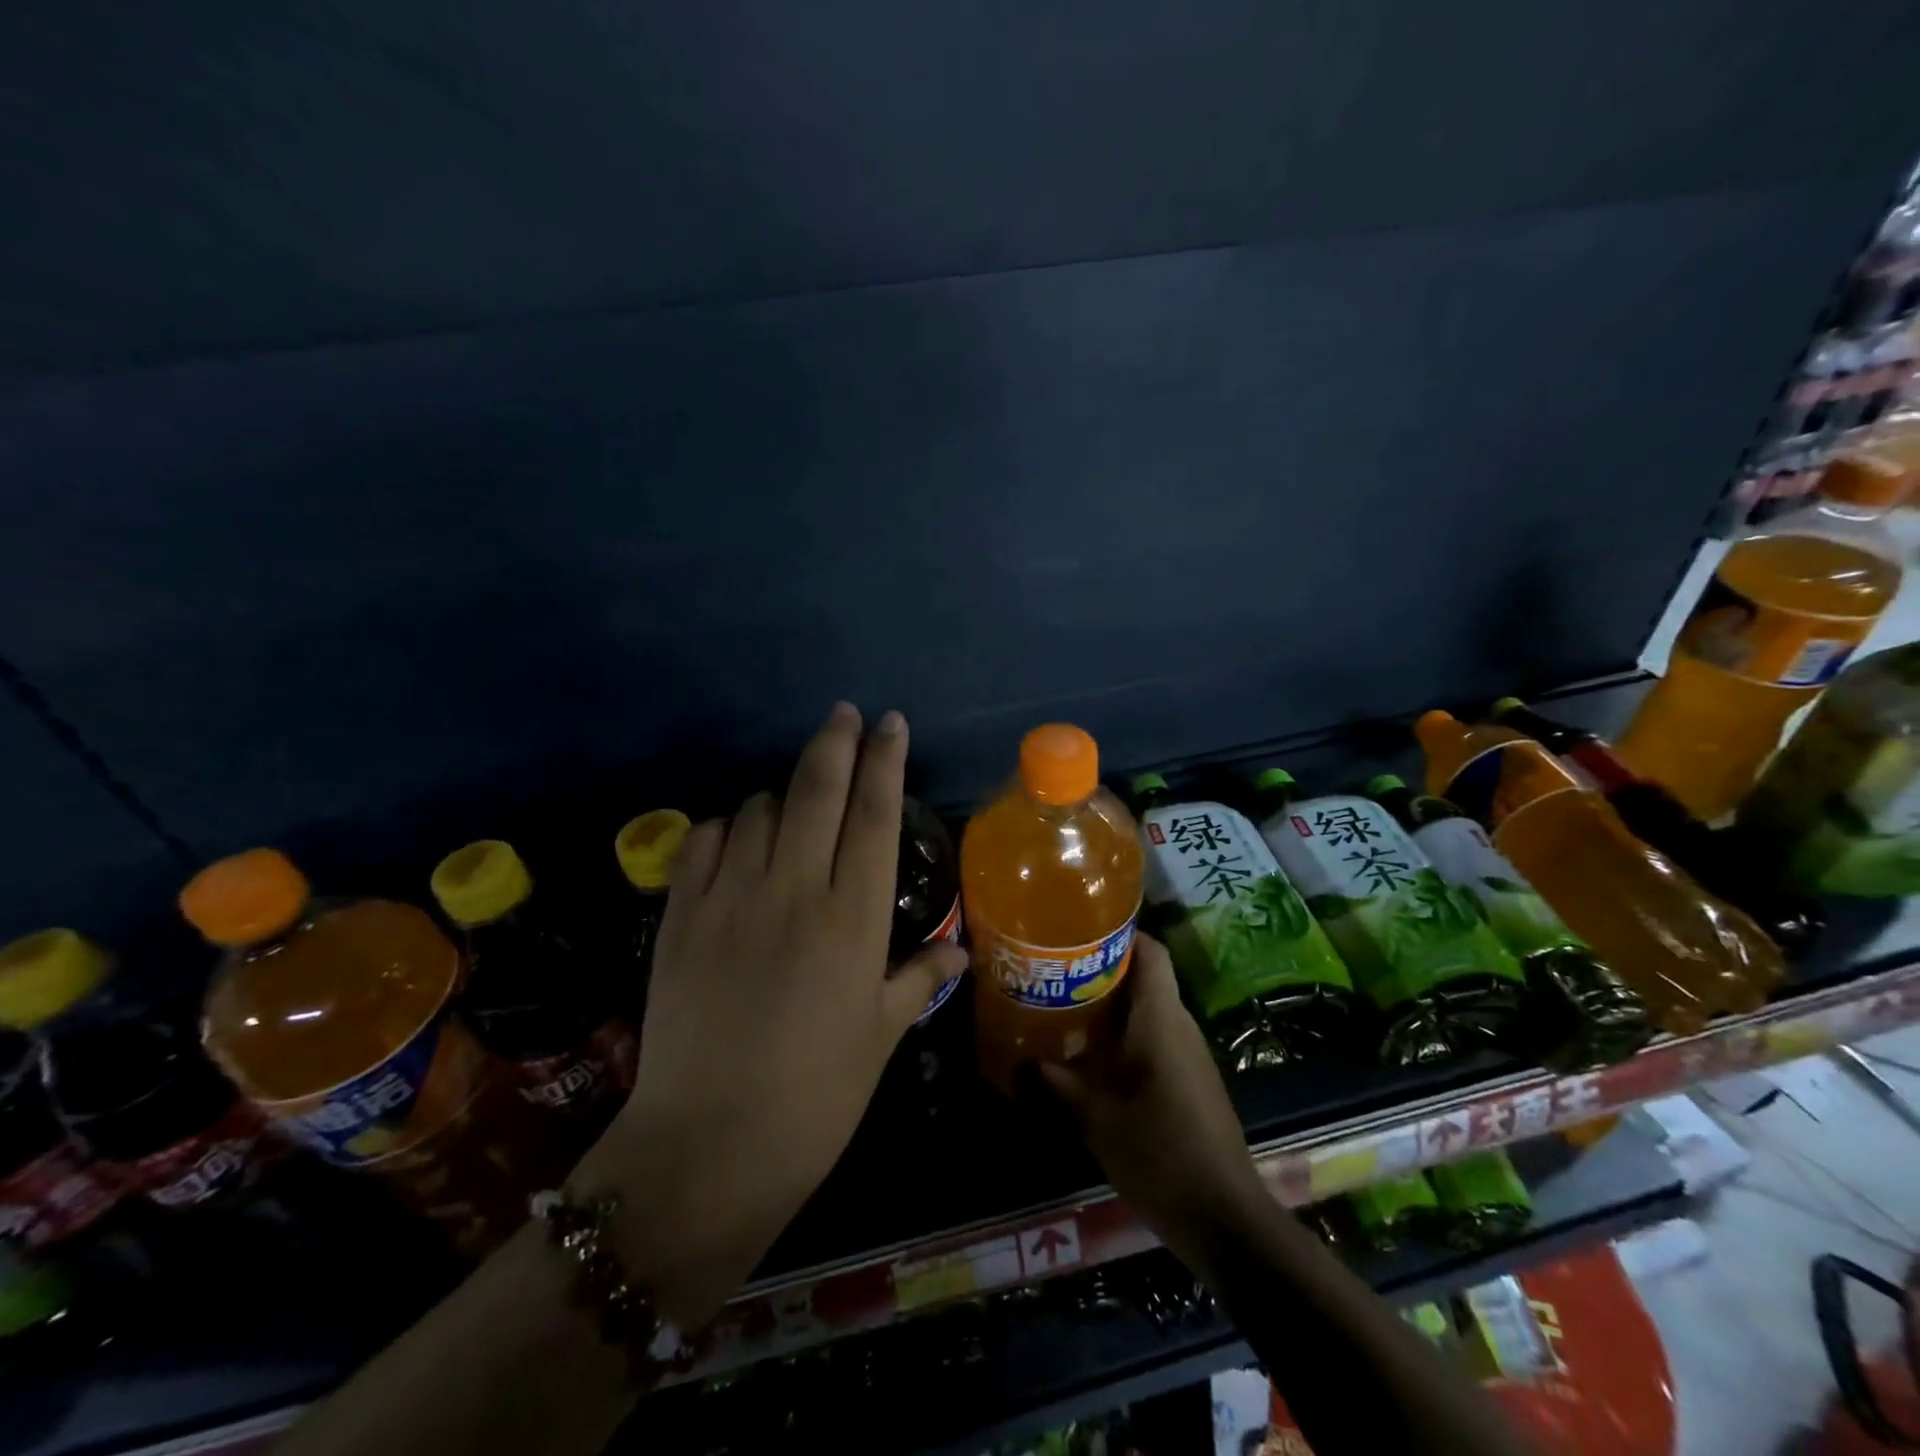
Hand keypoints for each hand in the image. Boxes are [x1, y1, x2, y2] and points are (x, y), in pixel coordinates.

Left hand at [574, 703, 966, 1324]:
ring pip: (759, 807)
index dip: (885, 760)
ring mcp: (729, 898)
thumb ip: (918, 978)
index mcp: (853, 918)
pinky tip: (738, 841)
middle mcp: (793, 890)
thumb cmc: (816, 1097)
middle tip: (844, 714)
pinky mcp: (679, 916)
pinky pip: (704, 840)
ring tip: (795, 807)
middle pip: (816, 788)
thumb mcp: (880, 1036)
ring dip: (782, 793)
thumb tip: (958, 950)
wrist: (706, 1150)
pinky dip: (727, 827)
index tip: (890, 723)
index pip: (875, 814)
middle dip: (835, 739)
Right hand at [1038, 935, 1269, 1256]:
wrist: (1224, 1218)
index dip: (1118, 932)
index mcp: (1161, 1017)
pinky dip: (1123, 1038)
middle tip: (1054, 972)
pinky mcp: (1190, 1082)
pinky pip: (1154, 1041)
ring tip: (1062, 1010)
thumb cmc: (1158, 1150)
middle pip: (1144, 978)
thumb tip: (1015, 1063)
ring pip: (1147, 1012)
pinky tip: (1090, 1058)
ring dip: (1109, 1008)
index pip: (1150, 950)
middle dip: (1099, 971)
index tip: (1077, 931)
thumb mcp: (1093, 1115)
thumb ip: (1052, 1082)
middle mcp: (1180, 1025)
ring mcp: (1189, 1055)